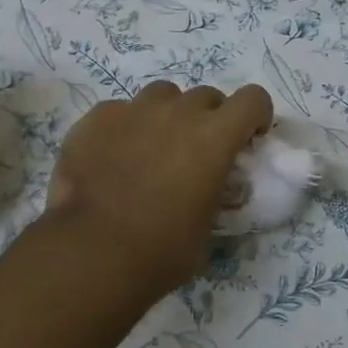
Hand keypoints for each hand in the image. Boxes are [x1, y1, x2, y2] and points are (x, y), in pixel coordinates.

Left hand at [48, 81, 273, 295]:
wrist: (92, 252)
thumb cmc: (161, 250)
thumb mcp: (207, 225)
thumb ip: (214, 191)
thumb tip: (206, 188)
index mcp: (214, 137)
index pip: (253, 98)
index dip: (255, 115)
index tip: (247, 139)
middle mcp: (177, 113)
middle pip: (206, 96)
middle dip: (209, 118)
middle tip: (195, 153)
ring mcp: (133, 111)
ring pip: (162, 95)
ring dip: (167, 114)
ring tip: (153, 148)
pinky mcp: (96, 119)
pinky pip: (120, 110)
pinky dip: (126, 127)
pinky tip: (113, 157)